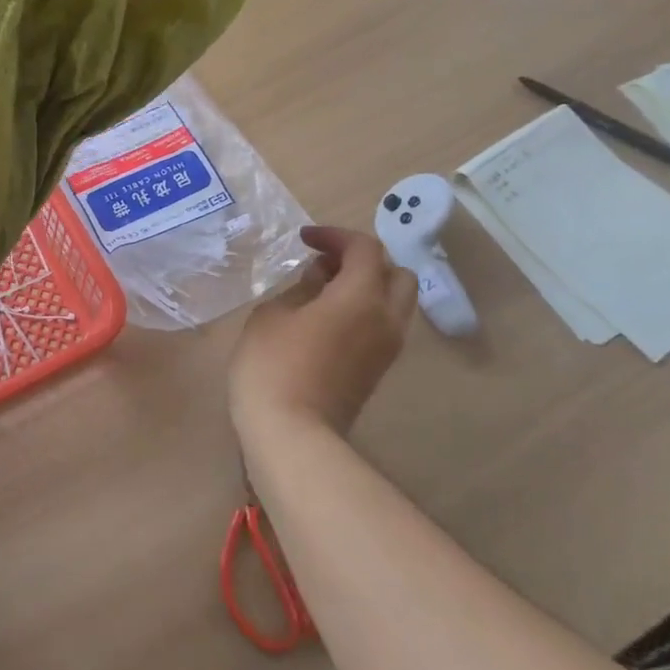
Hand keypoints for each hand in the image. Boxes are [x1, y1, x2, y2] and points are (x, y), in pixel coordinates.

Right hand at [229, 226, 417, 440]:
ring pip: (395, 302)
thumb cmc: (273, 365)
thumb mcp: (273, 314)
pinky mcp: (377, 370)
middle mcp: (386, 318)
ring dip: (367, 286)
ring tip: (323, 290)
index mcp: (362, 297)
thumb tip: (320, 278)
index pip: (365, 249)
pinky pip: (383, 325)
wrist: (292, 434)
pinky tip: (327, 317)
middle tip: (325, 263)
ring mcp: (387, 348)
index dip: (335, 235)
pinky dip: (364, 310)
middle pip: (396, 273)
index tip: (304, 239)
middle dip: (363, 260)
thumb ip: (301, 288)